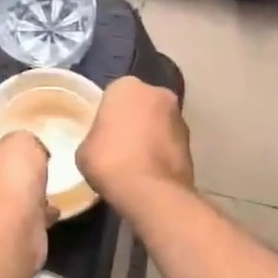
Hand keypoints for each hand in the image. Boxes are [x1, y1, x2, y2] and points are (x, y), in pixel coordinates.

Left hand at [0, 130, 52, 259]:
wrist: (13, 227)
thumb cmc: (13, 176)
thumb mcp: (23, 140)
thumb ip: (25, 140)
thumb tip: (30, 151)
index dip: (10, 148)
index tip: (32, 151)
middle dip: (19, 175)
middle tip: (42, 173)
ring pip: (10, 198)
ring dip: (29, 197)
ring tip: (50, 194)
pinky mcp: (0, 233)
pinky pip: (22, 218)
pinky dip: (36, 215)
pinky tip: (52, 213)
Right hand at [79, 77, 194, 212]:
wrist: (151, 192)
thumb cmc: (110, 161)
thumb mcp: (84, 150)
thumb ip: (96, 137)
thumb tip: (103, 142)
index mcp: (127, 86)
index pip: (114, 94)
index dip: (107, 114)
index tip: (102, 132)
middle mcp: (158, 93)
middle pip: (141, 104)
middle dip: (133, 120)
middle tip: (119, 144)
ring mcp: (179, 117)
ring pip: (159, 122)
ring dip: (151, 135)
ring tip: (136, 161)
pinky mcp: (192, 142)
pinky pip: (170, 143)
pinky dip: (162, 152)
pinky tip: (150, 172)